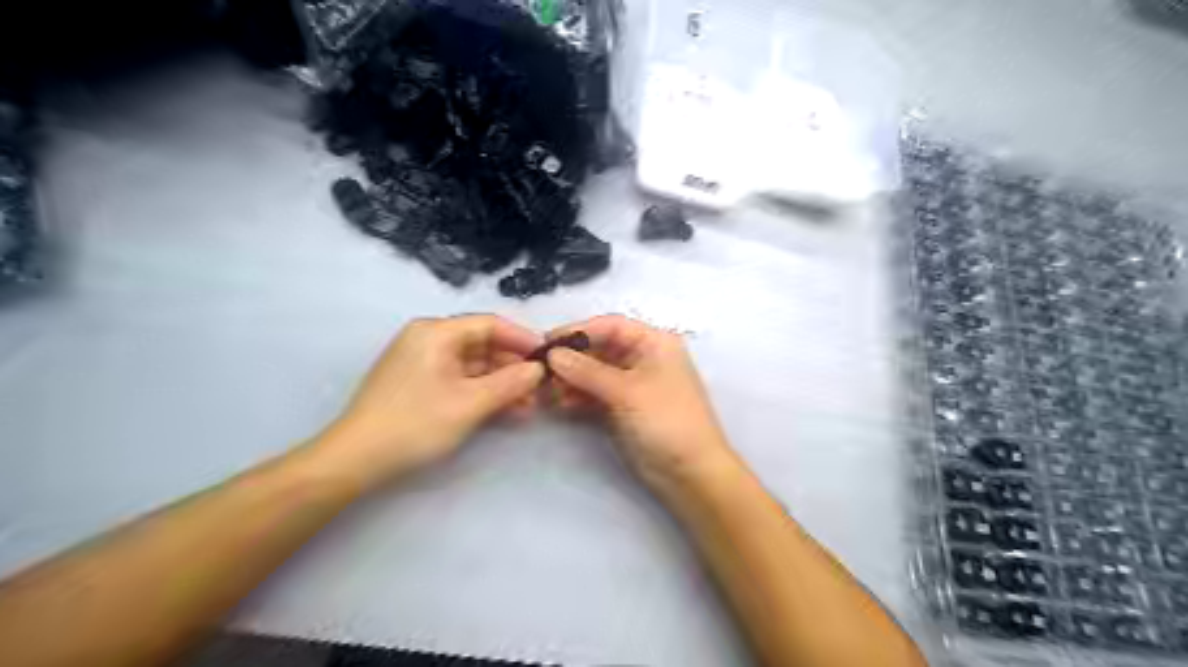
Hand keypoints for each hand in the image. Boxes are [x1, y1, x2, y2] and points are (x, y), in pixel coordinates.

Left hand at [309, 316, 540, 486]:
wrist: (355, 460)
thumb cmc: (415, 424)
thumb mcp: (470, 403)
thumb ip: (510, 383)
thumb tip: (539, 369)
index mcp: (436, 332)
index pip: (490, 324)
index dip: (522, 339)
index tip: (549, 356)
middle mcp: (428, 339)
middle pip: (482, 344)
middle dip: (514, 366)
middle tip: (542, 387)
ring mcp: (422, 362)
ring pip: (473, 365)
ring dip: (502, 383)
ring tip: (529, 405)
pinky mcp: (419, 383)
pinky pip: (460, 379)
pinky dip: (482, 392)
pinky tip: (506, 409)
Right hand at [544, 312, 733, 488]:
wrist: (691, 473)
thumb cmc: (666, 421)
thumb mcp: (627, 391)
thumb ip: (587, 371)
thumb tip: (552, 354)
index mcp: (655, 343)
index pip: (611, 326)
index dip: (578, 330)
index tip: (546, 341)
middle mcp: (644, 358)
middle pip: (601, 348)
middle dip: (572, 358)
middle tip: (540, 369)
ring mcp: (634, 384)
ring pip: (595, 372)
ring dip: (571, 378)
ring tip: (546, 390)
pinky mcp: (625, 408)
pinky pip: (596, 393)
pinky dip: (579, 396)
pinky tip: (560, 403)